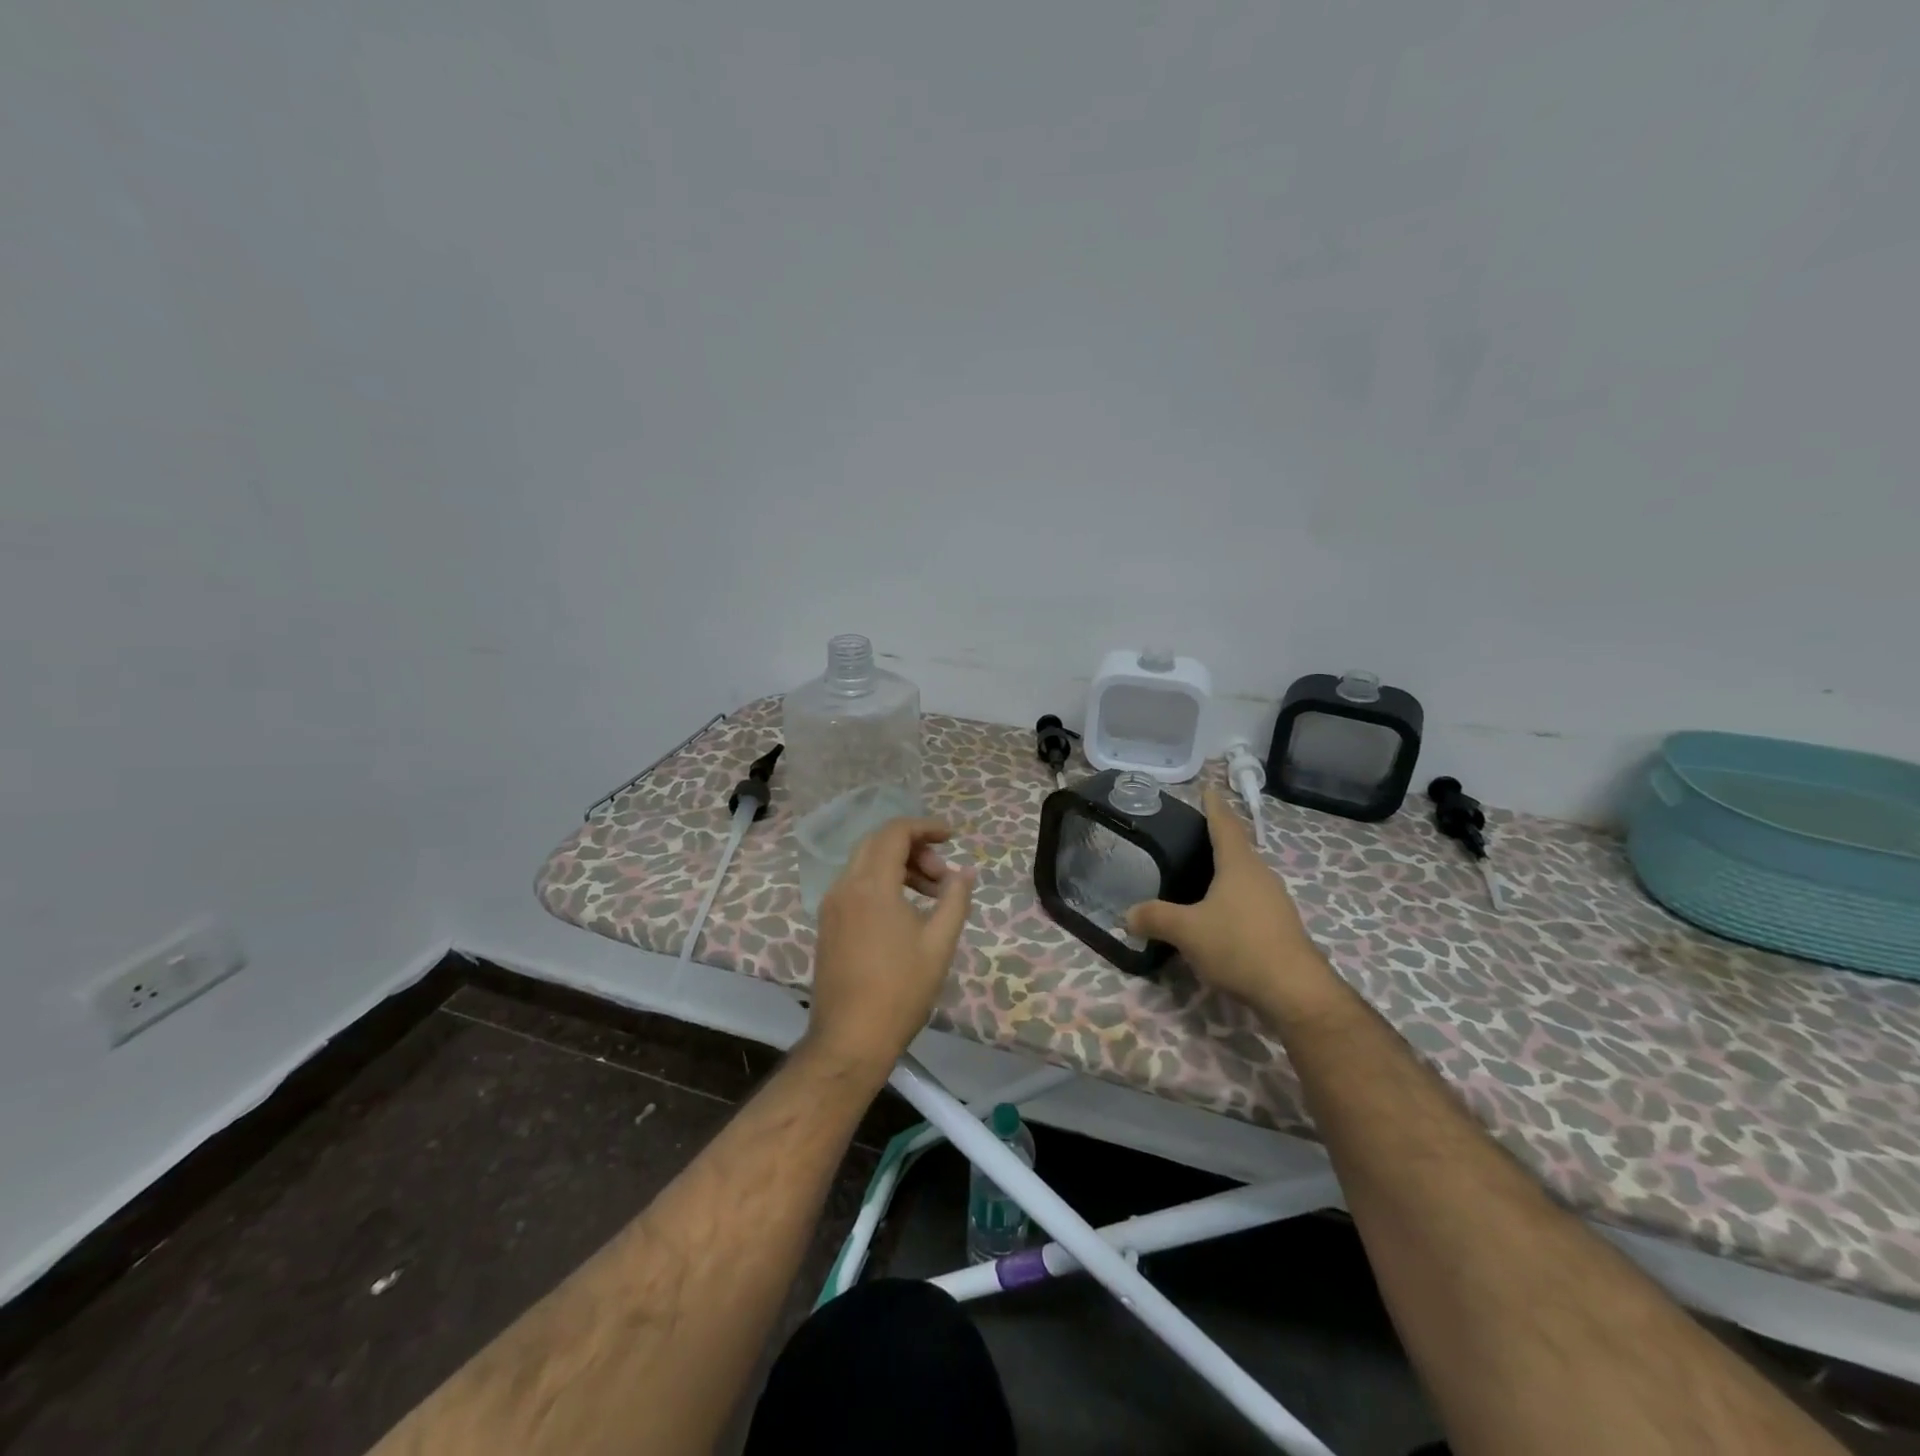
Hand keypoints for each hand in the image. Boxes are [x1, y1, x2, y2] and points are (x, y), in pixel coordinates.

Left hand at [805, 817, 974, 1078]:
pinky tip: (904, 911)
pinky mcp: (827, 924)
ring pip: (865, 863)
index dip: (926, 827)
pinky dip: (882, 883)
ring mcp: (831, 905)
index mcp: (871, 885)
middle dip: (914, 847)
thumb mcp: (939, 943)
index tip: (953, 837)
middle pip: (878, 843)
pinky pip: (855, 885)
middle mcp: (845, 886)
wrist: (850, 1039)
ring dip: (899, 866)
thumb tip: (965, 873)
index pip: (895, 833)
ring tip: (932, 895)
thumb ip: (954, 900)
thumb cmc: (900, 990)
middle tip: (943, 874)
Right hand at [1127, 788, 1332, 1018]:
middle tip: (1190, 835)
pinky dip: (1231, 899)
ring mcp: (1274, 902)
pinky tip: (1216, 915)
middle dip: (1216, 839)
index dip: (1213, 806)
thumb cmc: (1239, 946)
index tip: (1207, 789)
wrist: (1295, 992)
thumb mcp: (1187, 931)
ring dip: (1224, 872)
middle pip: (1236, 849)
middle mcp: (1260, 876)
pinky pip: (1250, 901)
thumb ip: (1155, 918)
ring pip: (1244, 877)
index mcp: (1239, 865)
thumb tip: (1127, 915)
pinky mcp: (1280, 927)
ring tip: (1198, 875)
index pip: (1224, 824)